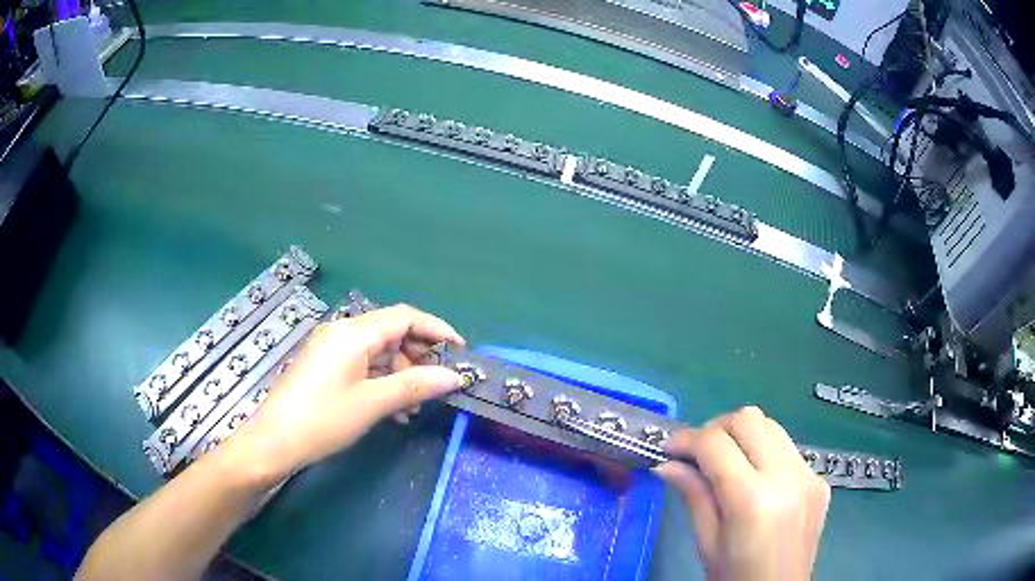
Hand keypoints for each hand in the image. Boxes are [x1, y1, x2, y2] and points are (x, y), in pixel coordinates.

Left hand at [218, 304, 465, 485]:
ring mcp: (332, 350)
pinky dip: (383, 383)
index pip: (405, 316)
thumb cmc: (323, 419)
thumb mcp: (372, 403)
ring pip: (379, 353)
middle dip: (419, 358)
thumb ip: (415, 385)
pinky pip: (364, 367)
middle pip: (392, 333)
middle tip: (438, 386)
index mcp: (354, 332)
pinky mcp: (326, 367)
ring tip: (414, 407)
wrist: (274, 441)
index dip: (436, 329)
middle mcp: (343, 332)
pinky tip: (393, 410)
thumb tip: (454, 377)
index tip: (461, 352)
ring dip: (402, 375)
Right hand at [655, 407, 829, 580]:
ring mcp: (809, 475)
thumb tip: (667, 464)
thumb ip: (693, 496)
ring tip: (725, 463)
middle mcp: (787, 477)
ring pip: (771, 427)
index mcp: (752, 501)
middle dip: (716, 428)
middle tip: (697, 453)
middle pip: (749, 419)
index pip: (716, 444)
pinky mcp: (819, 479)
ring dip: (742, 436)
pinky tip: (755, 481)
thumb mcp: (707, 543)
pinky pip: (788, 450)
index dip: (687, 440)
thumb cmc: (735, 577)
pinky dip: (764, 454)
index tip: (669, 448)